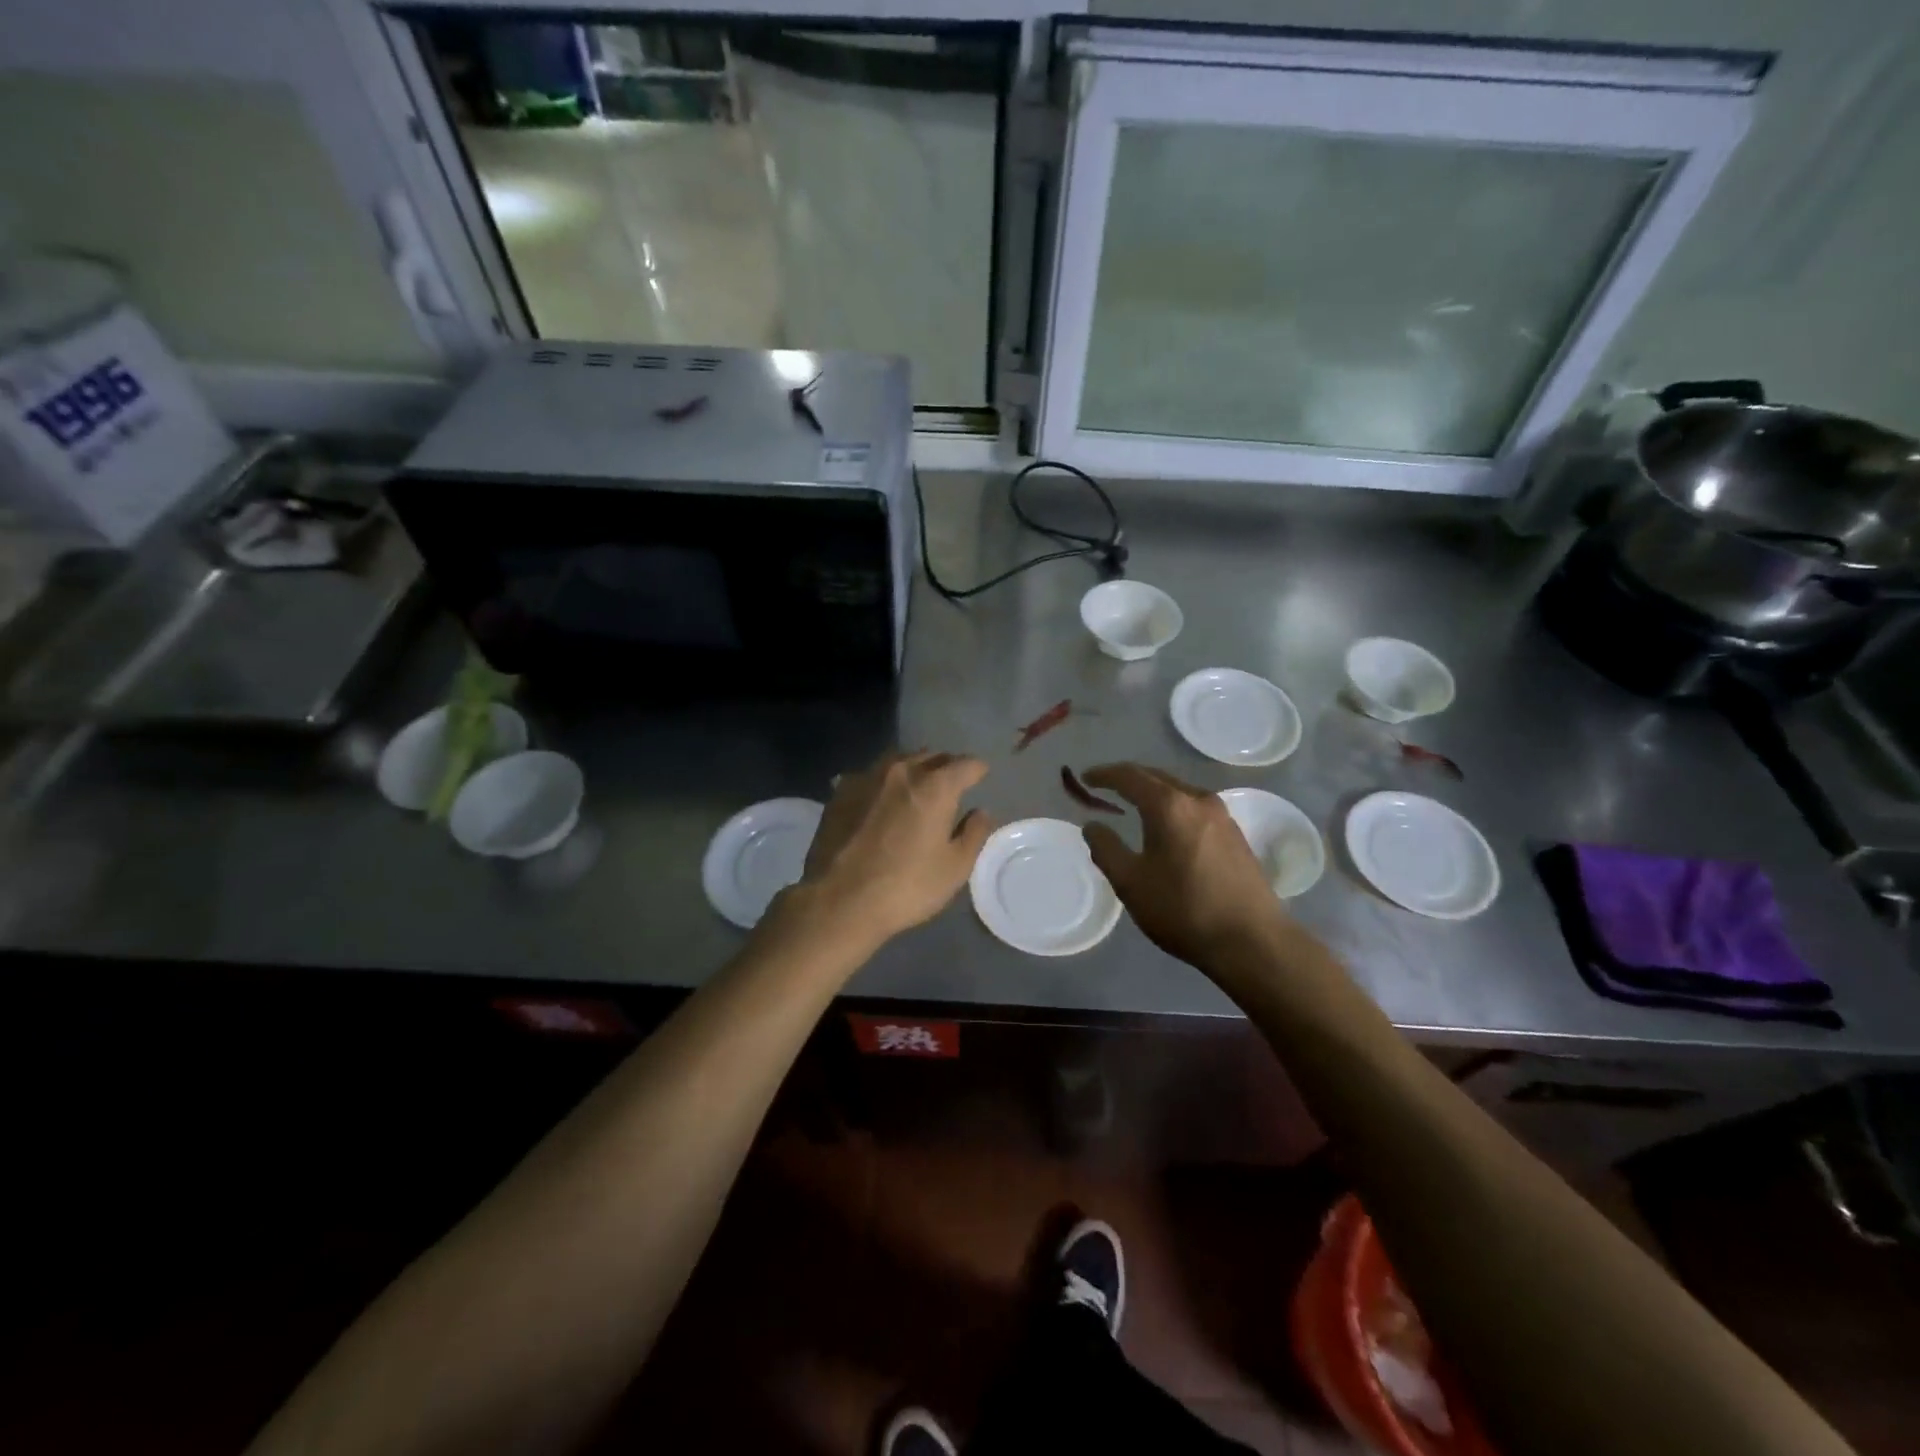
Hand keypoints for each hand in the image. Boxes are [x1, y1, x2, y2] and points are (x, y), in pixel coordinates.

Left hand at [792, 750, 992, 949]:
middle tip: (951, 784)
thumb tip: (981, 812)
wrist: (839, 901)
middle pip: (932, 756)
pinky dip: (883, 782)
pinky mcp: (841, 792)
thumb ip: (974, 834)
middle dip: (946, 765)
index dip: (978, 770)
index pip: (966, 764)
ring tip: (916, 786)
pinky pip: (870, 775)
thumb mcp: (955, 868)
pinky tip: (880, 800)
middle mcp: (902, 772)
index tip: (981, 777)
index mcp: (935, 787)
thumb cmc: (906, 887)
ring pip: (898, 760)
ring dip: (913, 768)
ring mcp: (867, 777)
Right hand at [1080, 763, 1288, 968]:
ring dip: (1153, 792)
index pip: (1130, 776)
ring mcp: (1222, 816)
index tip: (1085, 778)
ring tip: (1133, 805)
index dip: (1104, 774)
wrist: (1252, 941)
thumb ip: (1106, 849)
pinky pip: (1195, 807)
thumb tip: (1093, 826)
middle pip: (1157, 777)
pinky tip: (1167, 827)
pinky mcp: (1236, 834)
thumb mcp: (1131, 883)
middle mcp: (1198, 800)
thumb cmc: (1184, 909)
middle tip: (1105, 788)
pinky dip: (1173, 807)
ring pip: (1179, 791)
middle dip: (1129, 779)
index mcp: (1169, 806)